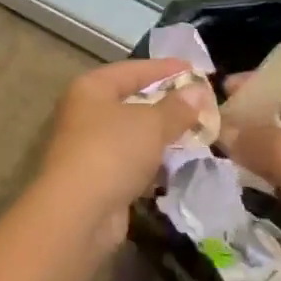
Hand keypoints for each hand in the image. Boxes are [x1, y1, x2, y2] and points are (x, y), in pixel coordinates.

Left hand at [32, 59, 203, 249]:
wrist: (78, 212)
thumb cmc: (112, 151)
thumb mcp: (151, 124)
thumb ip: (176, 107)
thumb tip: (198, 91)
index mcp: (91, 88)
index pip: (133, 69)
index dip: (165, 68)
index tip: (196, 70)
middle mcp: (85, 113)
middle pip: (132, 101)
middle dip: (167, 104)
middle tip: (201, 104)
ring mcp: (90, 147)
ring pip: (133, 134)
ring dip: (162, 135)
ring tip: (198, 134)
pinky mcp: (98, 178)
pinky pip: (132, 162)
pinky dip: (153, 162)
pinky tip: (178, 165)